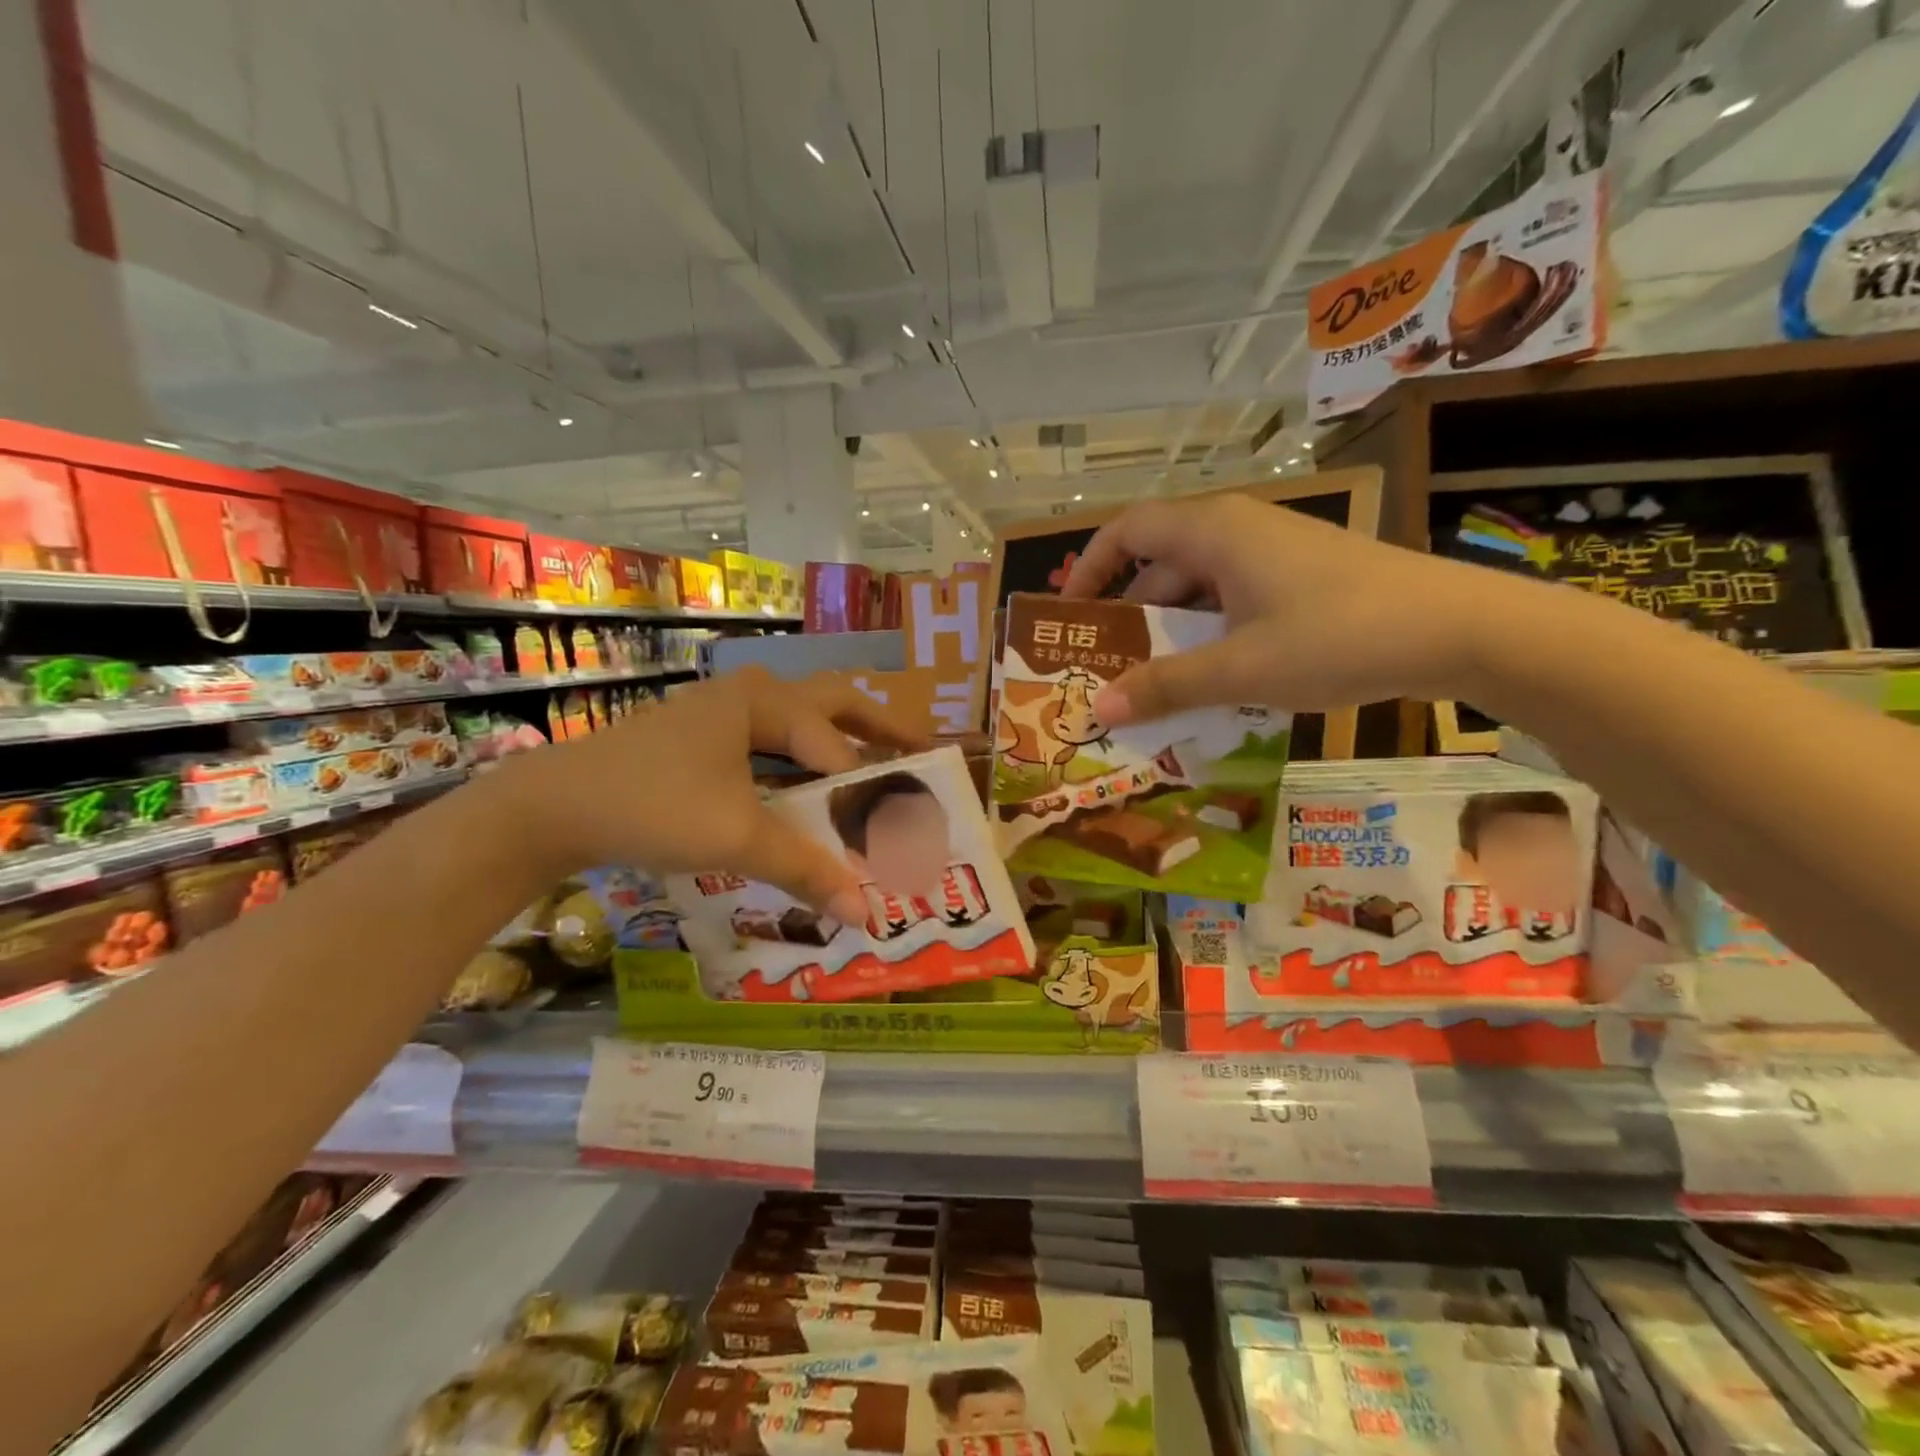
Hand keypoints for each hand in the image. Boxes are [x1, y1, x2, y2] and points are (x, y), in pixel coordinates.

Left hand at [501, 668, 925, 922]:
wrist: (550, 808)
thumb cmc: (651, 805)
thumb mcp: (735, 838)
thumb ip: (806, 870)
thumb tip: (867, 914)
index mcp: (765, 703)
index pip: (836, 748)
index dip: (868, 792)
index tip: (898, 830)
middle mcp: (751, 696)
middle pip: (834, 703)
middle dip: (879, 727)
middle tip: (919, 753)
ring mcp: (723, 715)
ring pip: (801, 722)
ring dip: (840, 742)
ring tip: (875, 769)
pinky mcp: (703, 740)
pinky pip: (770, 744)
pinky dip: (800, 763)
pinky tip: (806, 791)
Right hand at [1061, 494, 1499, 721]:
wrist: (1460, 629)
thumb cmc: (1339, 636)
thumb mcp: (1241, 668)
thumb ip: (1166, 686)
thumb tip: (1098, 708)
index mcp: (1213, 532)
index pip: (1127, 531)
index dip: (1089, 568)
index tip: (1068, 616)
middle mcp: (1237, 532)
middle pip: (1159, 566)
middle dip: (1128, 619)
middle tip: (1104, 671)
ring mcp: (1271, 556)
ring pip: (1197, 590)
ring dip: (1170, 636)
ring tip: (1150, 689)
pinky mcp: (1298, 580)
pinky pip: (1231, 603)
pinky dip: (1209, 638)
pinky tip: (1210, 683)